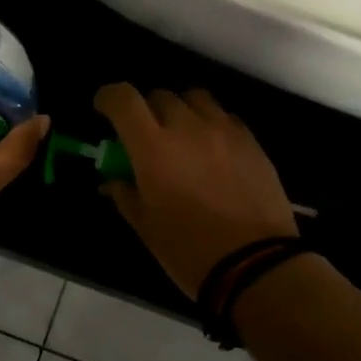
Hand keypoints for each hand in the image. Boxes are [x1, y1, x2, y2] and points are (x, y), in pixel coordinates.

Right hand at [94, 83, 297, 297]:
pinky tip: (212, 151)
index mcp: (153, 147)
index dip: (109, 98)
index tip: (104, 110)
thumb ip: (126, 195)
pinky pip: (225, 117)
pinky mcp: (252, 142)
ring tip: (182, 136)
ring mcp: (224, 131)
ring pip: (196, 98)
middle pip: (160, 95)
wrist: (255, 266)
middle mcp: (187, 127)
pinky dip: (211, 125)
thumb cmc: (188, 250)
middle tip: (145, 136)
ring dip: (181, 110)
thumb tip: (113, 182)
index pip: (123, 98)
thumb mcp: (146, 227)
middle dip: (146, 110)